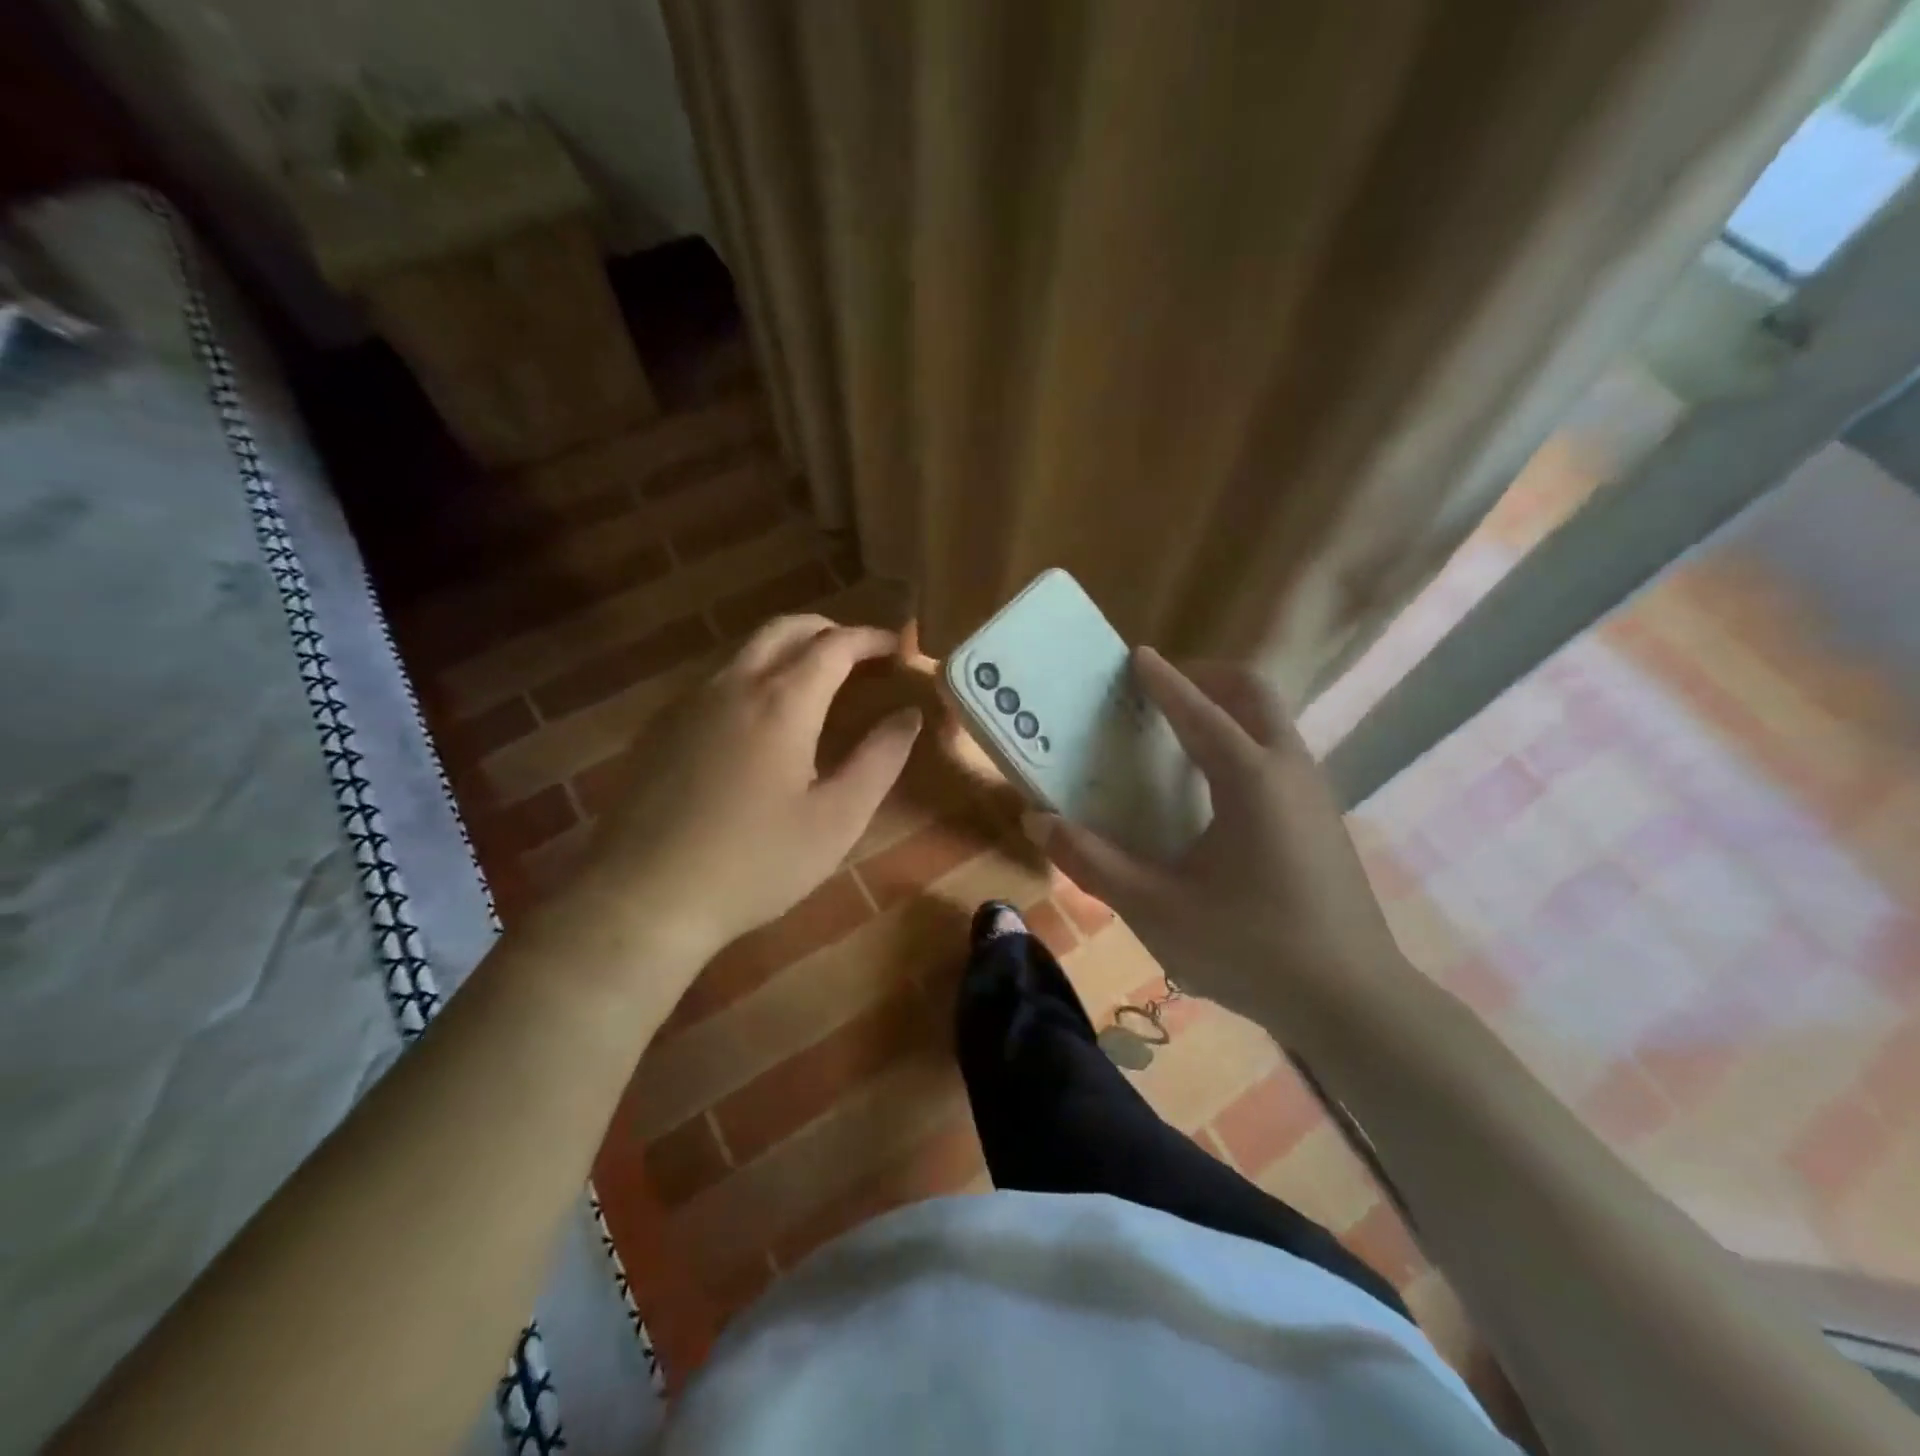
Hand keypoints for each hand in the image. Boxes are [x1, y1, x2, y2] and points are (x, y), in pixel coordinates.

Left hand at [564, 615, 920, 974]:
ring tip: (817, 683)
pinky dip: (754, 678)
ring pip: (747, 651)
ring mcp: (689, 703)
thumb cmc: (756, 863)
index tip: (900, 646)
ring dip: (789, 651)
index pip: (835, 645)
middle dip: (829, 630)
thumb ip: (880, 759)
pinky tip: (759, 722)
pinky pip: (717, 681)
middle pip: (785, 629)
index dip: (872, 639)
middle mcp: (733, 685)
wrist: (645, 898)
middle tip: (860, 655)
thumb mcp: (837, 820)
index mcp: (782, 702)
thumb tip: (909, 715)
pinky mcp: (661, 727)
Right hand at [1028, 647, 1404, 1023]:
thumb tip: (1038, 820)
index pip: (1198, 710)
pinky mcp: (1324, 821)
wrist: (1354, 1003)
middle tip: (1162, 687)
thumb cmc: (1250, 948)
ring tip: (1181, 730)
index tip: (1136, 654)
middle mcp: (1289, 770)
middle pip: (1253, 694)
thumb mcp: (1156, 909)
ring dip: (1228, 708)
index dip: (1163, 680)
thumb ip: (1092, 862)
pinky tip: (1215, 789)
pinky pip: (1280, 754)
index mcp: (1249, 779)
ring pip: (1273, 722)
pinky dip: (1245, 741)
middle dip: (1206, 677)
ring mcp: (1315, 794)